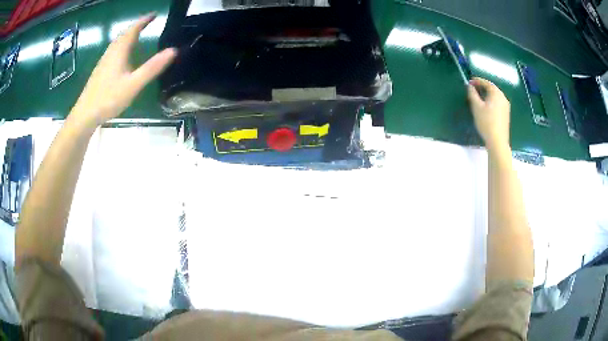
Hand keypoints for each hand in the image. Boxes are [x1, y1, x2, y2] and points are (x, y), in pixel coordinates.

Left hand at [70, 14, 176, 127]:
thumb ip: (152, 67)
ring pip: (118, 42)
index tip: (154, 14)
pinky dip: (122, 46)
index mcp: (120, 51)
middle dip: (137, 26)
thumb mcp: (133, 84)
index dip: (144, 20)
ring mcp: (104, 61)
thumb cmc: (109, 98)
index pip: (134, 29)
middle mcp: (111, 52)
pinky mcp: (100, 70)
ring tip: (138, 35)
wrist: (85, 115)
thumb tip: (174, 50)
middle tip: (148, 22)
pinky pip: (113, 51)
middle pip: (124, 34)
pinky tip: (123, 55)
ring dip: (128, 35)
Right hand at [467, 77, 510, 151]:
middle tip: (474, 89)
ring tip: (479, 98)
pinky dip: (491, 101)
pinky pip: (498, 103)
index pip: (486, 82)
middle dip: (483, 87)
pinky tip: (486, 107)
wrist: (498, 141)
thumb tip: (470, 86)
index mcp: (496, 93)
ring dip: (487, 95)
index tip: (470, 82)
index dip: (477, 81)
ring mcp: (506, 106)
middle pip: (492, 89)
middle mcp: (503, 97)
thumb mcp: (476, 107)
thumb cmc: (486, 122)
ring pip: (495, 96)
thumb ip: (472, 94)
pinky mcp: (506, 114)